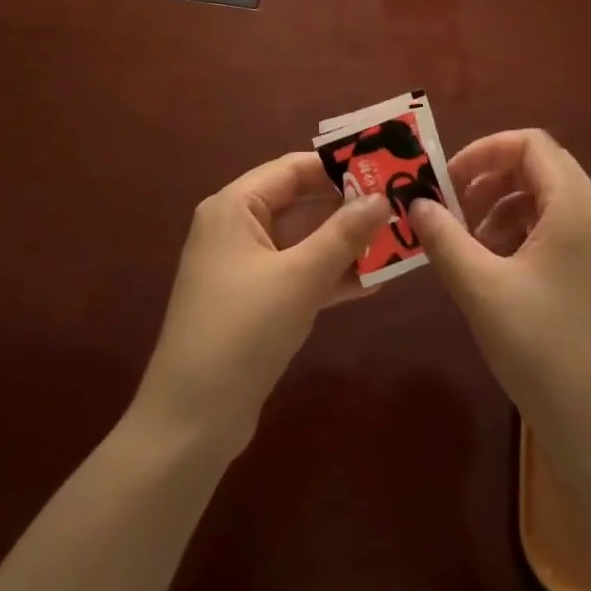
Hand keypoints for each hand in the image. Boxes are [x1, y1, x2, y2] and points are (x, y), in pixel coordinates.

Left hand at [132, 152, 389, 459]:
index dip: (338, 167)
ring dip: (344, 243)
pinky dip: (329, 275)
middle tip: (398, 205)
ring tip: (395, 240)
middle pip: (299, 202)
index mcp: (235, 206)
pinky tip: (372, 282)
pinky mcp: (252, 302)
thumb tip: (382, 198)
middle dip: (347, 207)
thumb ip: (343, 235)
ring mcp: (243, 267)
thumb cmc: (242, 332)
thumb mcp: (299, 278)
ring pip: (302, 241)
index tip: (384, 168)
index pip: (293, 168)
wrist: (191, 422)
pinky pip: (297, 274)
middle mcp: (236, 227)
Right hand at [410, 130, 590, 476]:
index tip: (449, 180)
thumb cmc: (543, 350)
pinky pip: (553, 234)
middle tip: (452, 206)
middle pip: (538, 168)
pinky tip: (491, 270)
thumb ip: (444, 238)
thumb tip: (415, 203)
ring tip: (466, 242)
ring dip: (501, 207)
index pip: (530, 143)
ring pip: (544, 202)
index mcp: (573, 207)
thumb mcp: (481, 289)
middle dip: (490, 178)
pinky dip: (518, 235)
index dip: (485, 150)